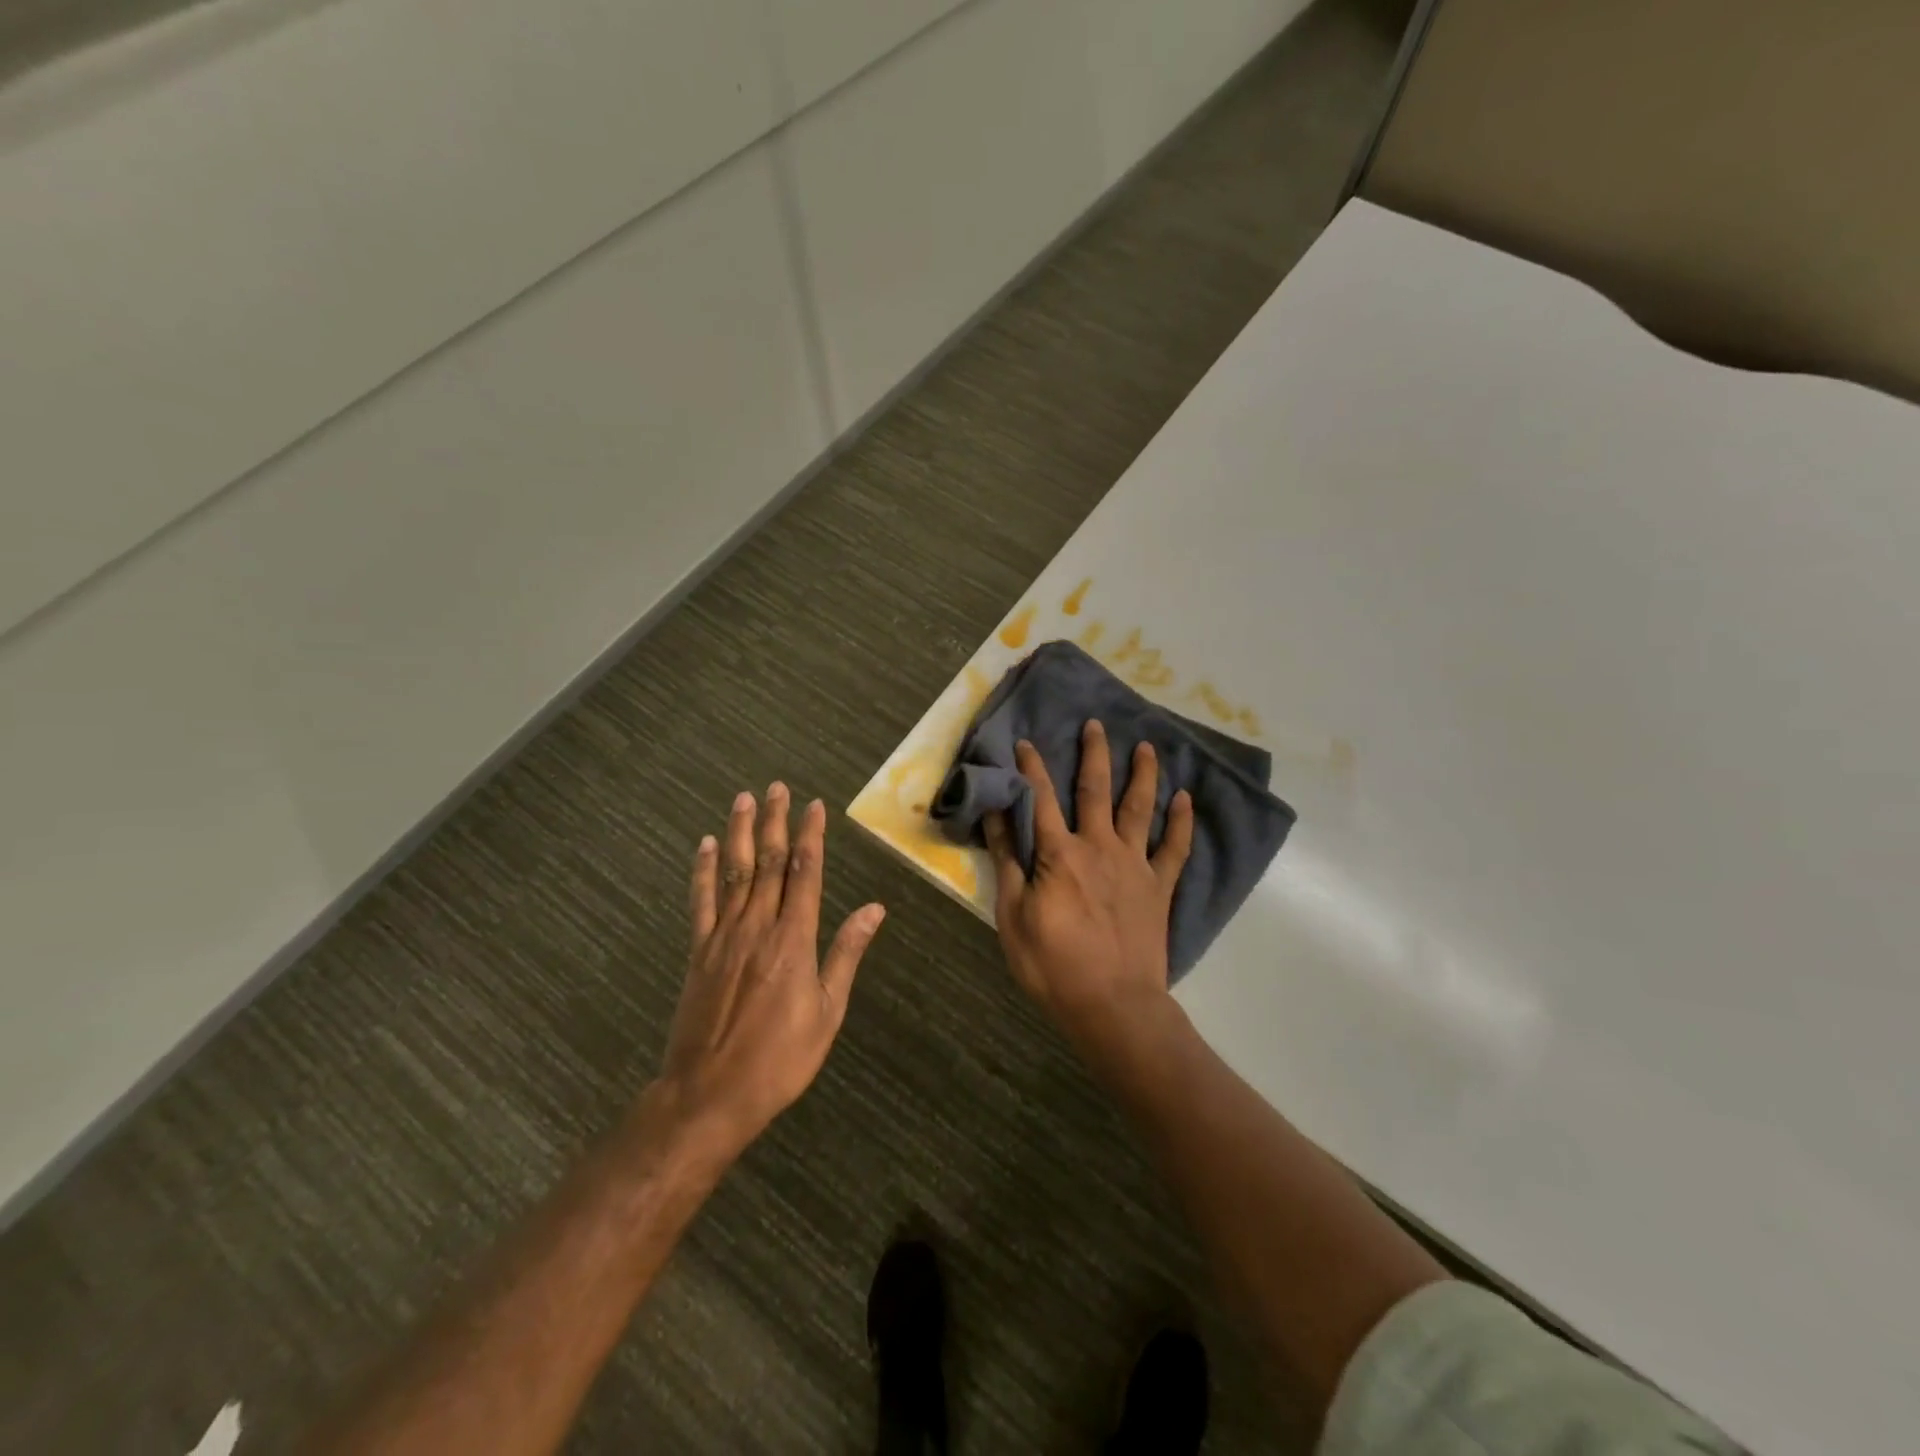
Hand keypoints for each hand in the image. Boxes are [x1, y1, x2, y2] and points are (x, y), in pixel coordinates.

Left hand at [656, 784, 885, 1156]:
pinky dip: (704, 871)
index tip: (814, 807)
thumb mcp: (828, 1012)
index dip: (809, 837)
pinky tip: (707, 845)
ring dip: (741, 833)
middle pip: (768, 863)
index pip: (804, 874)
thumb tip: (874, 909)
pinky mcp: (698, 952)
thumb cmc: (780, 1058)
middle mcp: (758, 927)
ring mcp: (723, 937)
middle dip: (775, 822)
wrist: (709, 1095)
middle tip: (777, 787)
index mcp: (794, 940)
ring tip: (744, 799)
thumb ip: (846, 954)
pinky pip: (701, 902)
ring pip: (735, 873)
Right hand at [983, 721, 1193, 1050]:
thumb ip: (1008, 862)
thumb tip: (997, 816)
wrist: (1113, 1005)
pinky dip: (1181, 822)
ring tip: (1148, 747)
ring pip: (1140, 808)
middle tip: (1096, 724)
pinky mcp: (1160, 887)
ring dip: (1143, 775)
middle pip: (1096, 791)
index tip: (1025, 742)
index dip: (1031, 768)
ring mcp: (1135, 865)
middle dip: (1094, 755)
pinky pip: (1175, 848)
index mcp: (1060, 854)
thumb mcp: (1013, 917)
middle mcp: (1099, 847)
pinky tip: (1185, 799)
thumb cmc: (1053, 965)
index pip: (1041, 799)